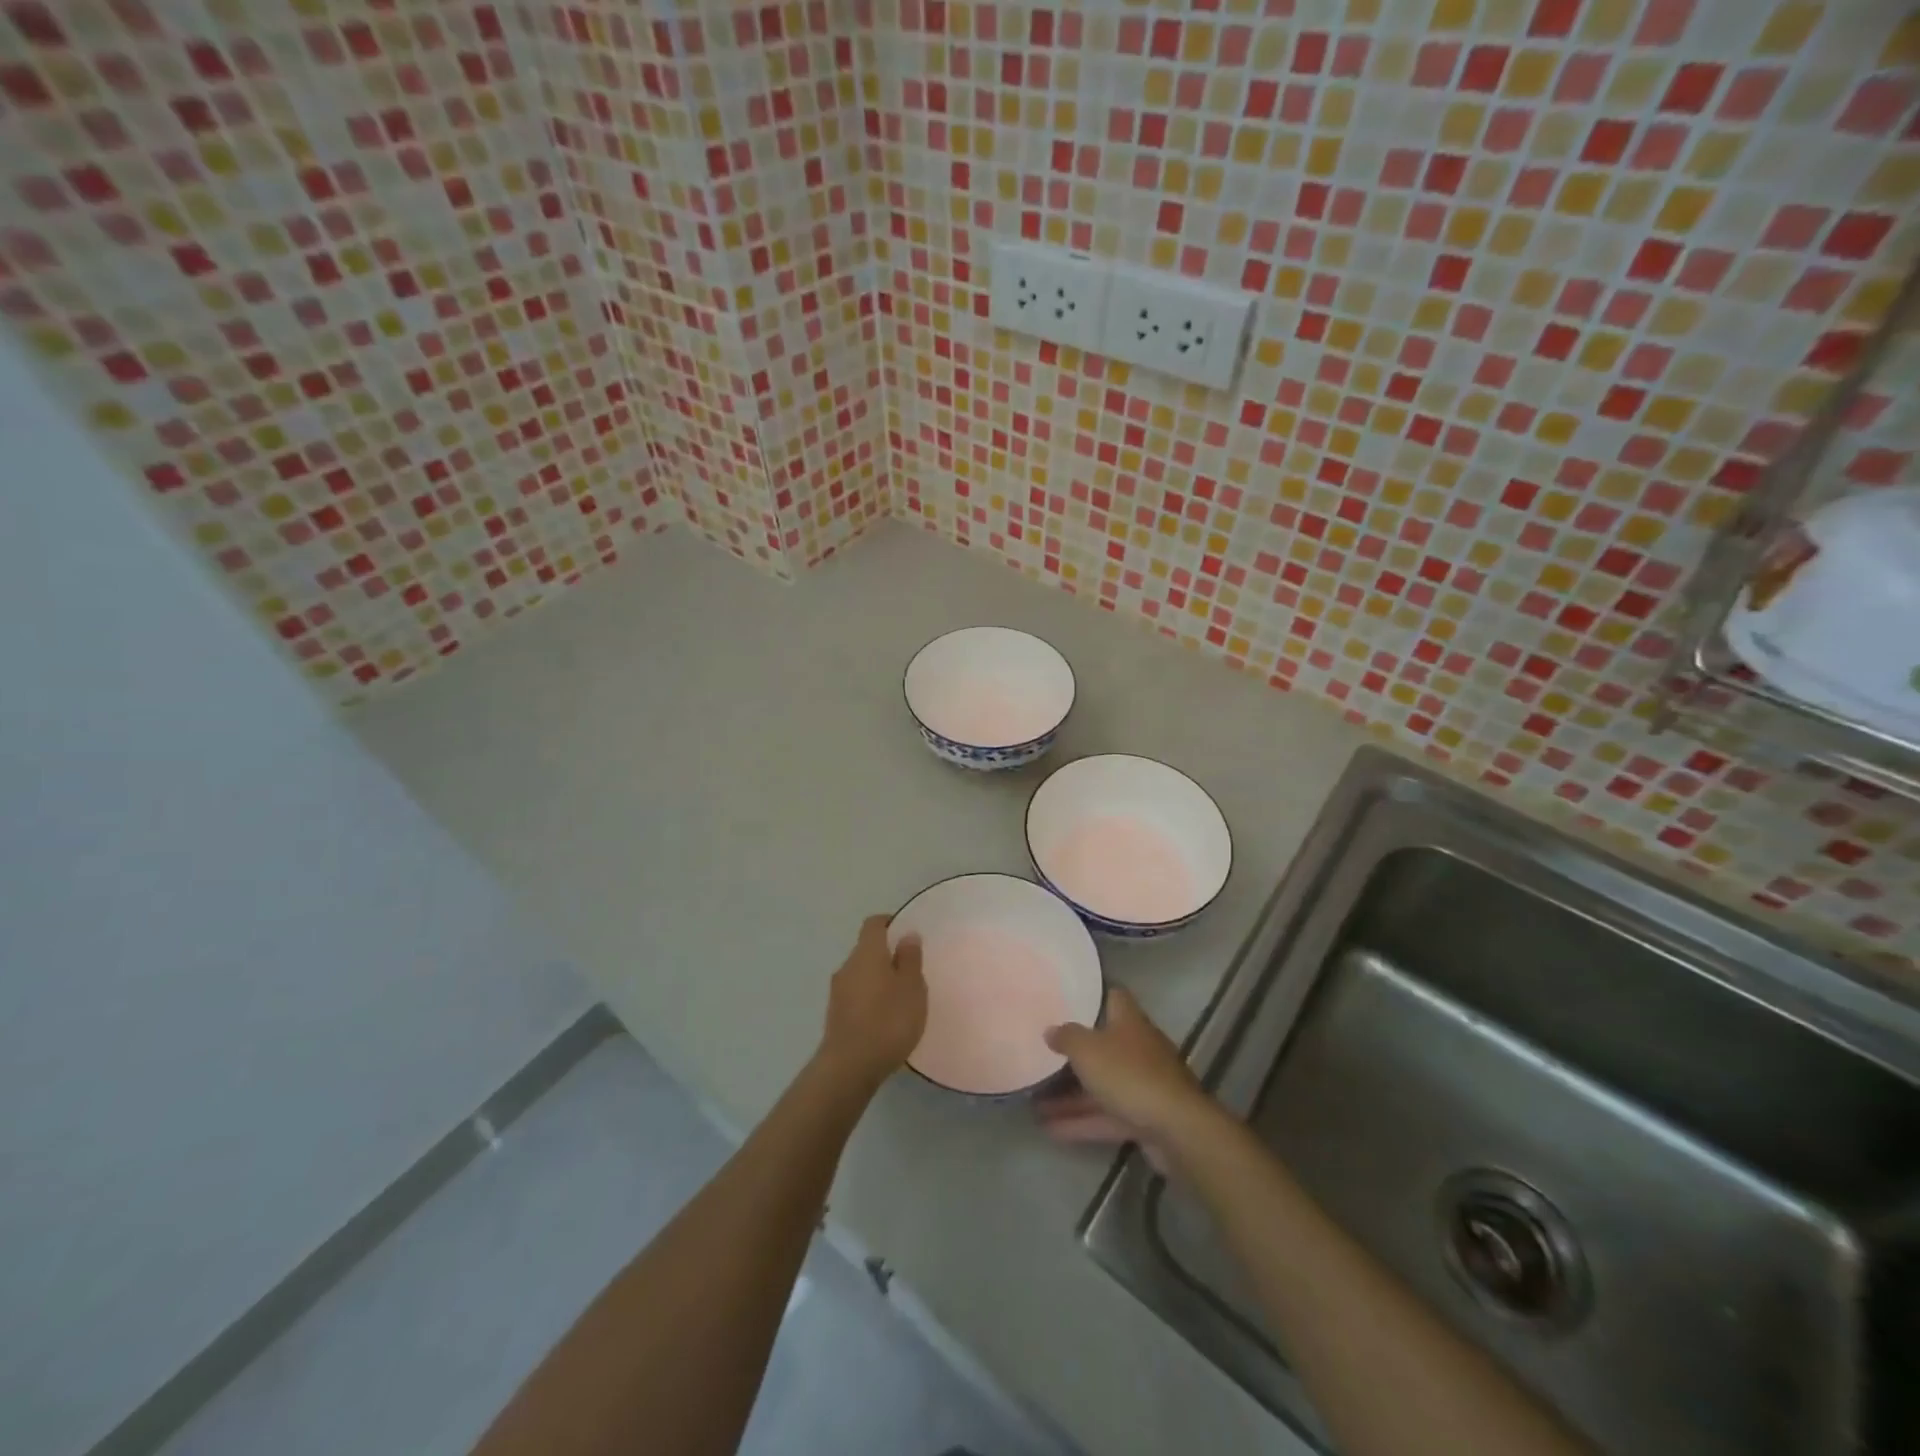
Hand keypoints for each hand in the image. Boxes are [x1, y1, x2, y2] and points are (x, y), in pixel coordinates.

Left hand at [817, 914, 926, 1089]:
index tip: (906, 935)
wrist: (849, 1067)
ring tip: (900, 998)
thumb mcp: (912, 987)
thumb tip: (906, 934)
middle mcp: (847, 966)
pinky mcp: (835, 1015)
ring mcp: (837, 991)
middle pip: (866, 950)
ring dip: (878, 979)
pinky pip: (856, 995)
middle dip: (886, 955)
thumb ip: (910, 959)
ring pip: (860, 974)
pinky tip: (885, 1019)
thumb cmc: (888, 1021)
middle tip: (910, 971)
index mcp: (867, 953)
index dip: (890, 924)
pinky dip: (870, 999)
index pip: (874, 924)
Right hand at [1037, 987, 1214, 1153]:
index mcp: (1129, 1022)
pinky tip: (1051, 1130)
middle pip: (1104, 1045)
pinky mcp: (1144, 1118)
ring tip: (1035, 1102)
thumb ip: (1067, 1037)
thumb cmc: (1129, 1075)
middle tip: (1044, 1055)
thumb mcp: (1087, 1050)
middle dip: (1076, 1054)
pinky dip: (1082, 1121)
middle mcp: (1139, 1048)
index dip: (1093, 996)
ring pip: (1102, 1085)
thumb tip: (1051, 1029)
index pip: (1114, 997)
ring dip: (1072, 1095)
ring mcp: (1143, 1084)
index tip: (1068, 1000)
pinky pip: (1107, 1115)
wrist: (1176, 1129)